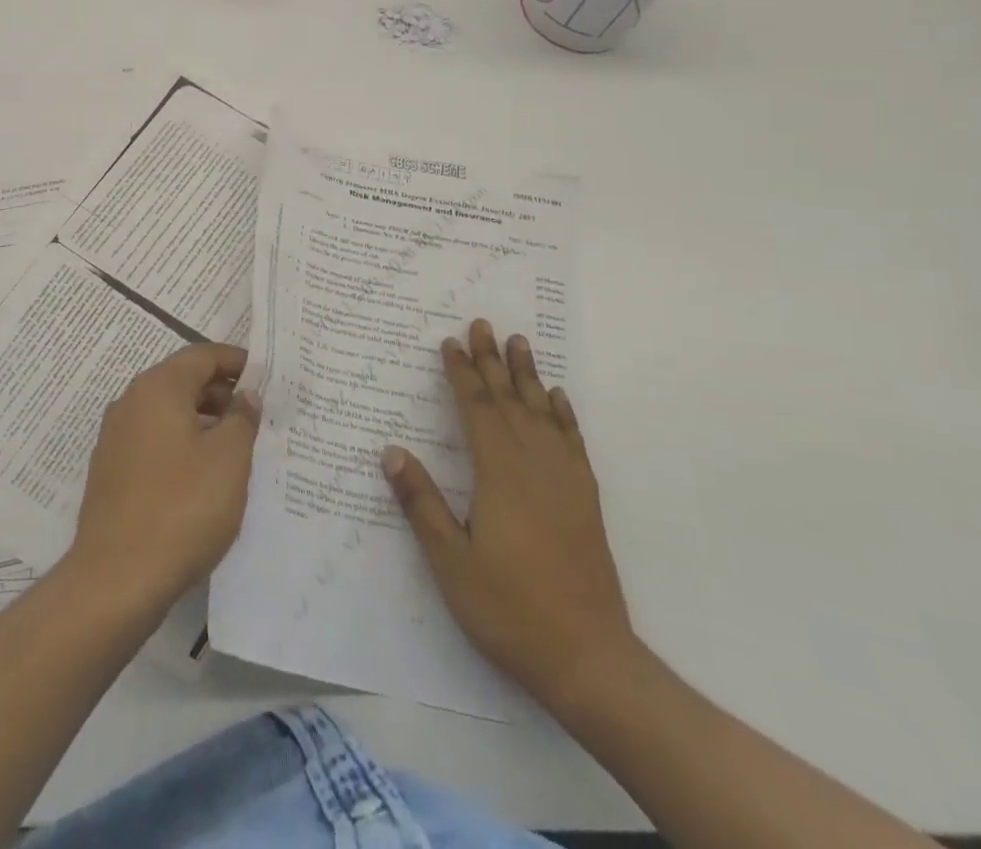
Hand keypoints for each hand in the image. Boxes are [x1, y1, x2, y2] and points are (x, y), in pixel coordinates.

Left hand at [68, 343, 260, 608]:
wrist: (116, 578)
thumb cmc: (182, 507)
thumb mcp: (229, 459)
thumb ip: (243, 418)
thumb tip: (245, 396)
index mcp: (158, 387)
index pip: (202, 355)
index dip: (236, 361)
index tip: (266, 376)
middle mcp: (131, 402)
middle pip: (183, 380)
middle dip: (222, 392)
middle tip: (258, 414)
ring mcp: (116, 437)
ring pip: (168, 413)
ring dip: (203, 420)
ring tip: (237, 446)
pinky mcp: (111, 470)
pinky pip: (154, 440)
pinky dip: (182, 444)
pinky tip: (204, 475)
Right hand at [383, 318, 636, 712]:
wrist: (588, 657)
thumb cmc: (509, 608)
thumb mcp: (451, 562)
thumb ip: (421, 503)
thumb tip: (391, 451)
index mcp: (499, 474)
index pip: (476, 409)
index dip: (461, 373)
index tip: (450, 342)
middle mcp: (534, 465)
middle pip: (509, 400)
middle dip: (492, 360)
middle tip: (483, 323)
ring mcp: (565, 481)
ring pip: (542, 412)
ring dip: (528, 375)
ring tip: (520, 342)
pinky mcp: (585, 499)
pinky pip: (572, 441)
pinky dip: (563, 414)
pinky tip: (557, 399)